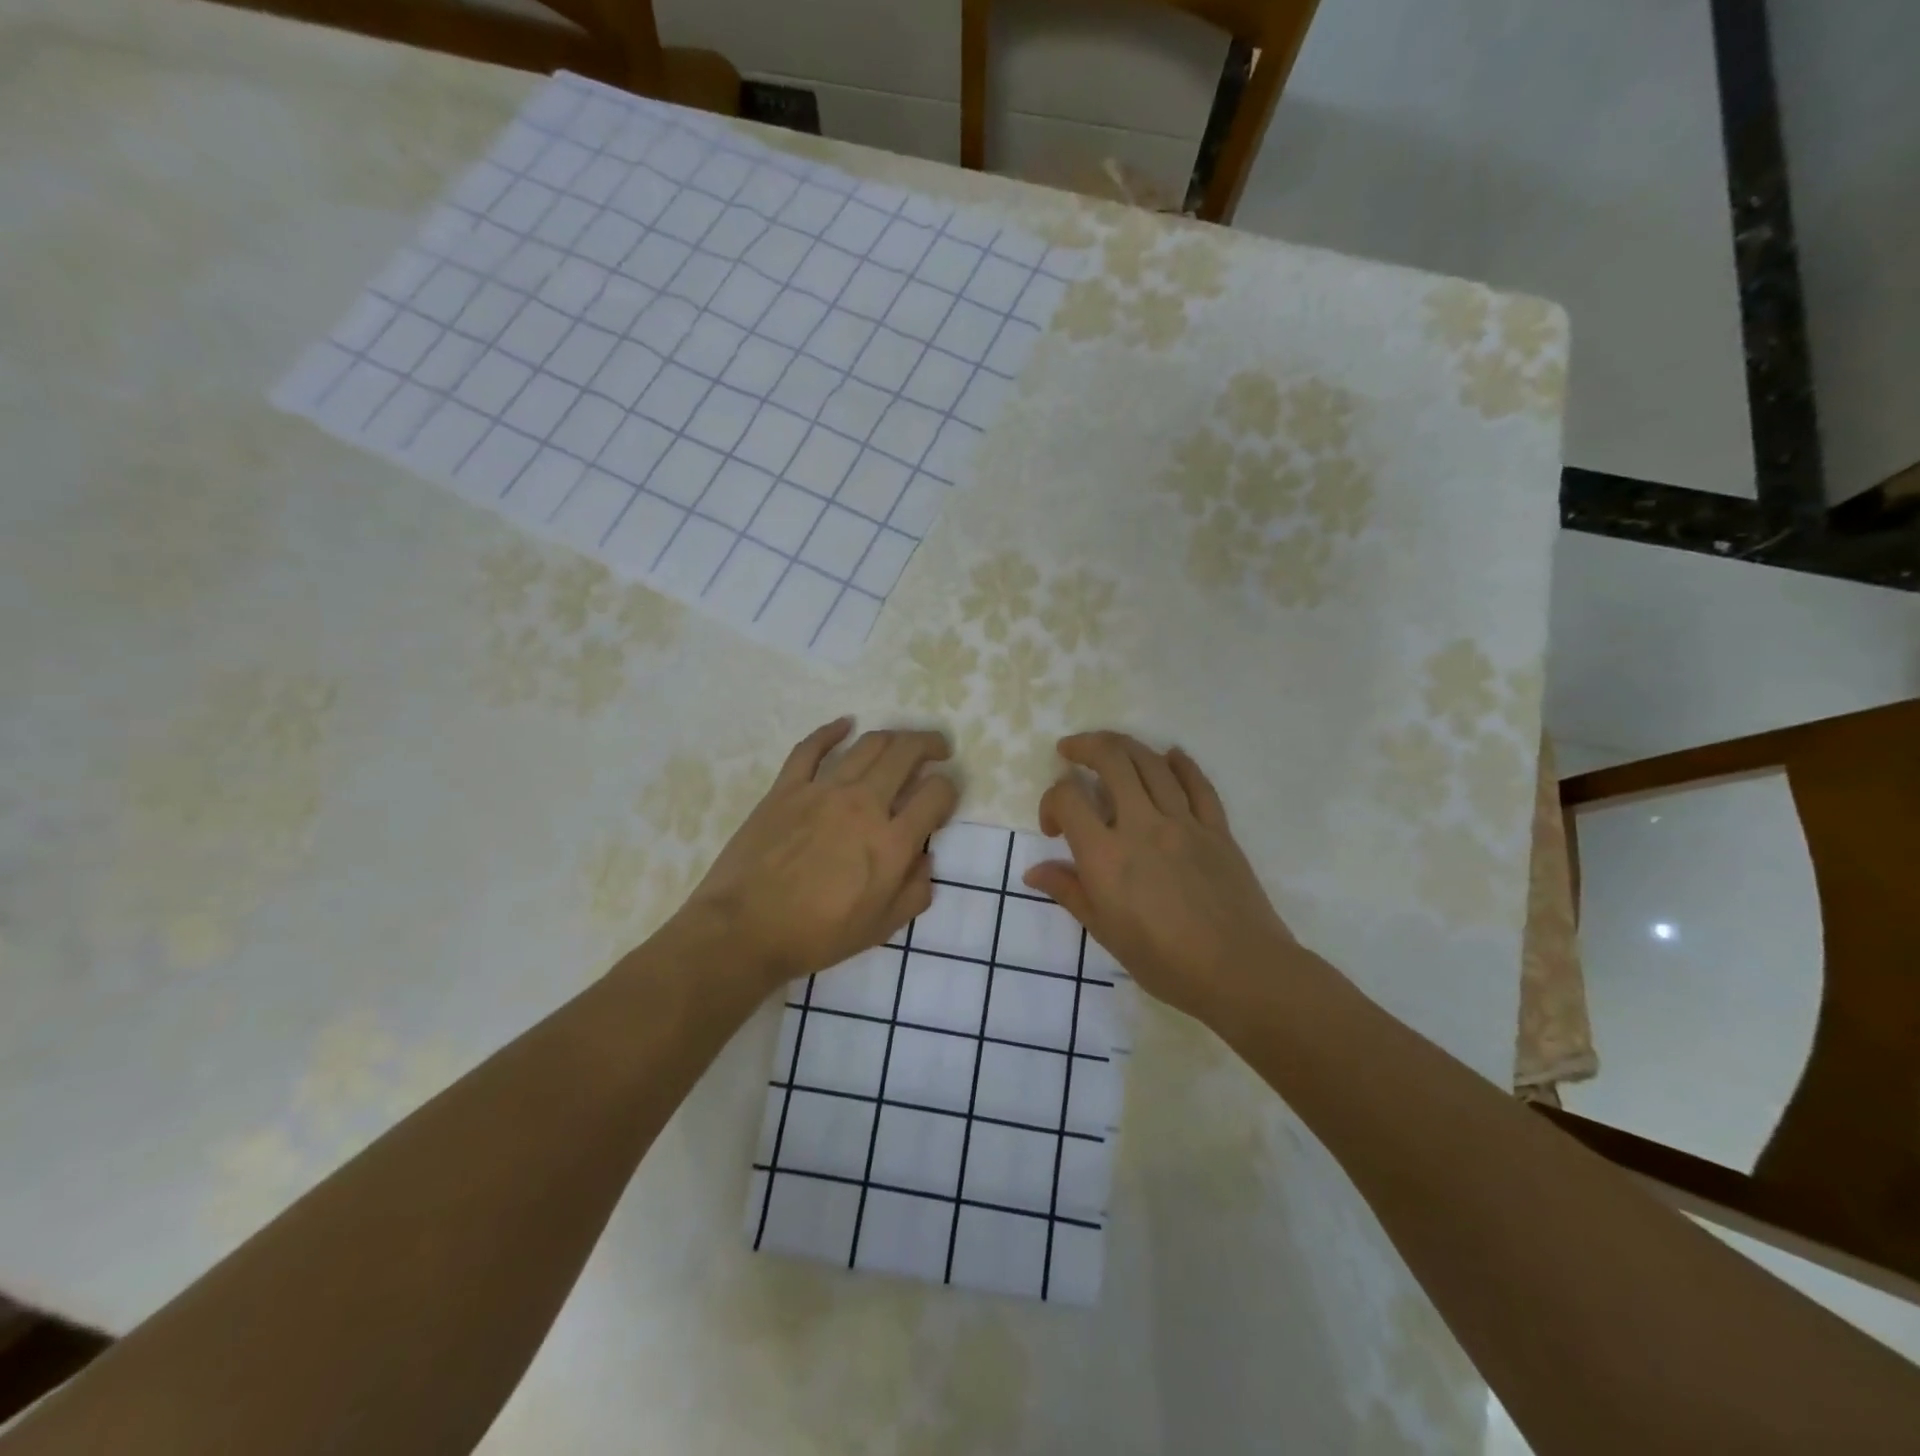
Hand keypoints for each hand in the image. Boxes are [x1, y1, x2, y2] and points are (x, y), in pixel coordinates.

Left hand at [672, 719, 958, 990]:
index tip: (943, 799)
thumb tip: (926, 859)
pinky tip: (845, 725)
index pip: (936, 794)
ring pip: (867, 744)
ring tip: (901, 741)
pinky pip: (811, 748)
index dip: (949, 790)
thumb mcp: (880, 928)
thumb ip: (914, 893)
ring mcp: (822, 791)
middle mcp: (863, 805)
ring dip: (893, 736)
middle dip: (930, 744)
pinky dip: (831, 731)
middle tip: (938, 748)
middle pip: (906, 754)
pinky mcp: (786, 788)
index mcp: (891, 842)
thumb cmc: (816, 936)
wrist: (744, 931)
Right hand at [1023, 732, 1298, 1022]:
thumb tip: (1034, 872)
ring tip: (1109, 747)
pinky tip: (1170, 756)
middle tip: (1071, 750)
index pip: (1068, 799)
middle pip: (1112, 760)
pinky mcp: (1217, 828)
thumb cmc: (1165, 961)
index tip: (1054, 828)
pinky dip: (1181, 763)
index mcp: (1106, 855)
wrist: (1240, 971)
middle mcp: (1142, 826)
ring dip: (1125, 746)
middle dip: (1085, 746)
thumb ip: (1069, 892)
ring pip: (1151, 763)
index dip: (1050, 802)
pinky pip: (1197, 784)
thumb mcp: (1105, 932)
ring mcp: (1184, 822)